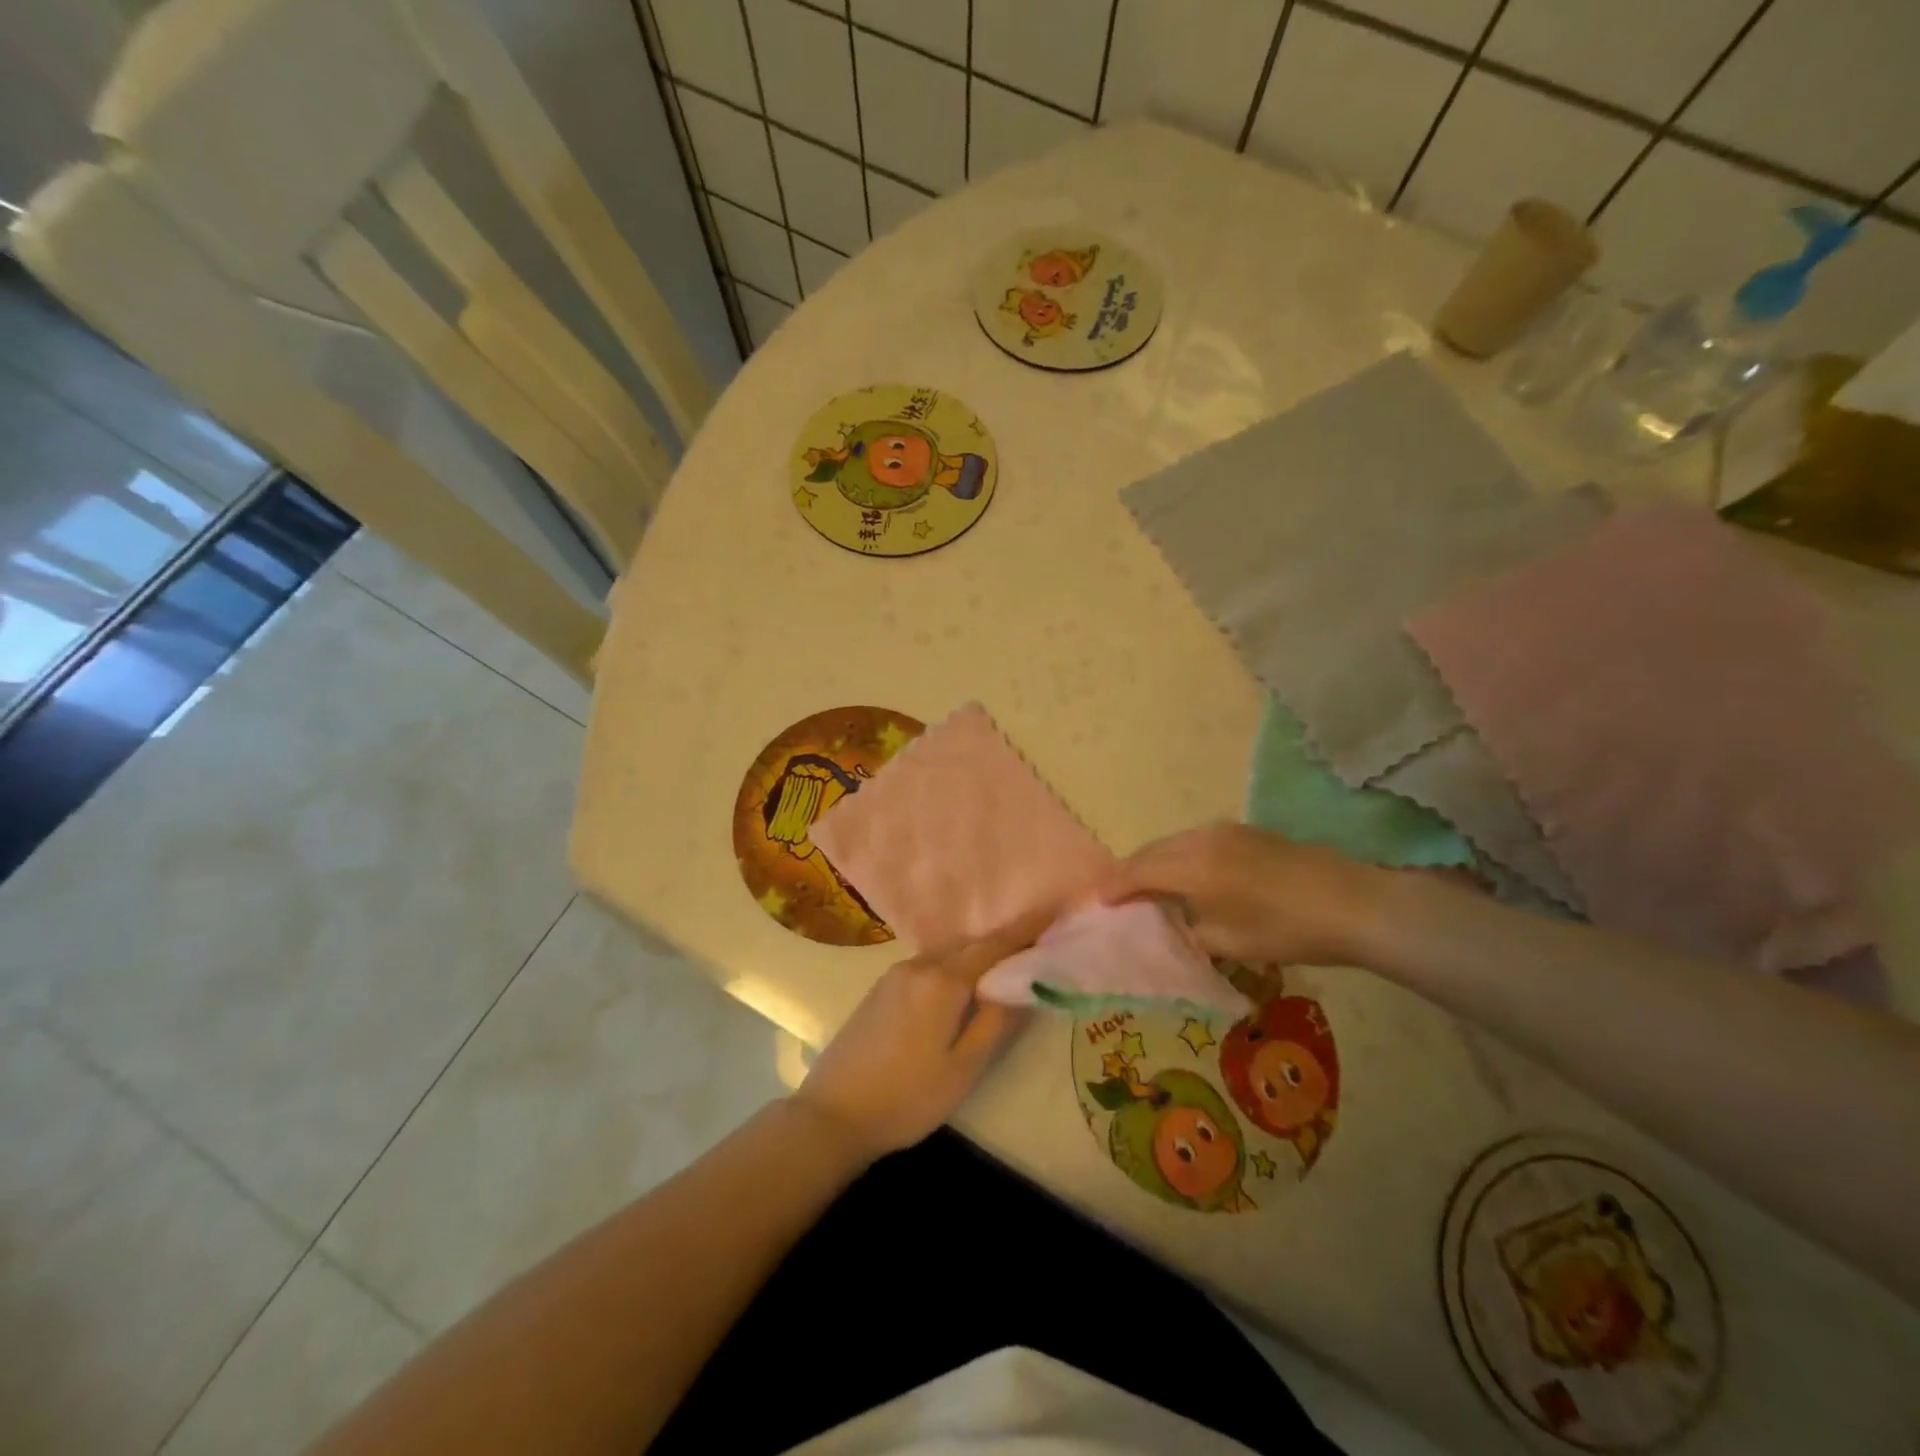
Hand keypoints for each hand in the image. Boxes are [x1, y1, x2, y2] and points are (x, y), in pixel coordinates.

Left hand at [789, 910, 1050, 1161]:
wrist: (832, 1114)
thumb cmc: (908, 1097)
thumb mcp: (964, 1068)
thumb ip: (997, 1022)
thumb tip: (1025, 986)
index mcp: (942, 981)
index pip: (994, 945)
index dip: (1026, 928)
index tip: (1053, 911)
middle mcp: (918, 965)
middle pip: (970, 945)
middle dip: (1002, 942)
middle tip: (1034, 946)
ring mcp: (895, 974)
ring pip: (947, 954)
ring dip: (976, 955)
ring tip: (1002, 968)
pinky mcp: (880, 988)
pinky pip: (928, 964)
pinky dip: (952, 966)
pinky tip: (960, 985)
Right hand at [1100, 823, 1385, 966]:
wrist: (1351, 902)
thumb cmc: (1285, 929)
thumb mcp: (1228, 943)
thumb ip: (1188, 932)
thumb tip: (1170, 926)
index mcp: (1191, 866)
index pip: (1137, 871)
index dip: (1114, 887)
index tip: (1097, 901)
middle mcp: (1200, 838)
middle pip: (1151, 851)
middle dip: (1130, 871)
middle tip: (1116, 895)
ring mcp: (1224, 830)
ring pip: (1173, 842)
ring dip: (1155, 862)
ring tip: (1148, 887)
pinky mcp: (1245, 832)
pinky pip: (1194, 840)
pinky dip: (1178, 856)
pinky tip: (1186, 876)